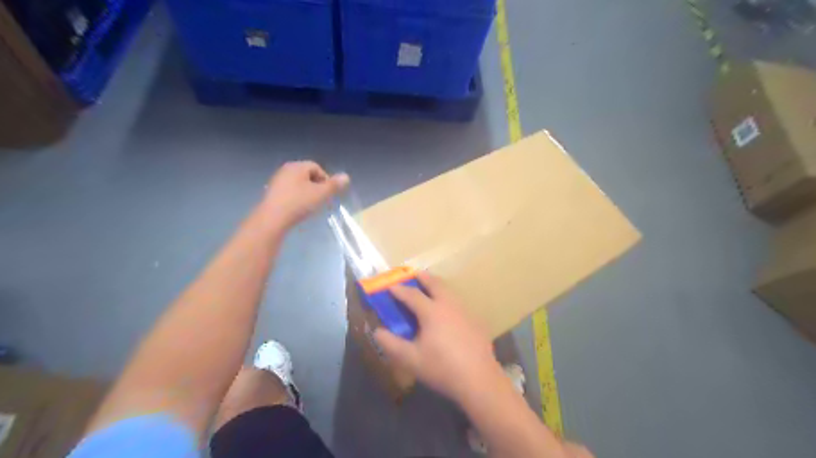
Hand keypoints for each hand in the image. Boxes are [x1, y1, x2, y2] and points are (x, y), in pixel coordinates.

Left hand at [260, 162, 348, 230]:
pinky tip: (298, 208)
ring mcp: (277, 181)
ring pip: (298, 183)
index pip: (316, 167)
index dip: (326, 179)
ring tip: (311, 205)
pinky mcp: (272, 192)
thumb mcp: (320, 194)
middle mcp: (286, 170)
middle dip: (317, 186)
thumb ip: (334, 185)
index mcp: (297, 166)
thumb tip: (346, 176)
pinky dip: (297, 197)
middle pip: (307, 174)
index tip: (329, 193)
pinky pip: (290, 191)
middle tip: (321, 199)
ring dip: (307, 192)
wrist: (272, 219)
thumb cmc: (299, 203)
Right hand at [373, 273, 500, 402]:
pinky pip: (458, 302)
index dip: (399, 290)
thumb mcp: (411, 359)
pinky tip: (448, 310)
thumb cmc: (441, 368)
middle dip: (423, 277)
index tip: (389, 286)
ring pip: (449, 290)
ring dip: (437, 285)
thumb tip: (377, 331)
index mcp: (432, 312)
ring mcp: (465, 311)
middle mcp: (449, 305)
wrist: (479, 379)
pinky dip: (448, 298)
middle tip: (414, 274)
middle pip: (435, 284)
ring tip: (430, 287)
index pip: (412, 295)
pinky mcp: (475, 320)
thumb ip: (391, 344)